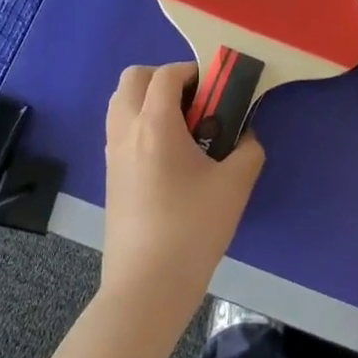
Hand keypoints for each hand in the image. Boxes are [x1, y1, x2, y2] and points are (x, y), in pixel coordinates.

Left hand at [99, 63, 264, 324]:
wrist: (147, 286)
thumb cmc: (193, 228)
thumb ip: (248, 150)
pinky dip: (140, 123)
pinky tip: (168, 155)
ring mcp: (113, 154)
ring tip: (181, 127)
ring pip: (121, 102)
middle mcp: (127, 130)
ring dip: (148, 99)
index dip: (192, 72)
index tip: (216, 90)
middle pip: (133, 78)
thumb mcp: (235, 185)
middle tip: (194, 102)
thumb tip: (247, 136)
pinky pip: (119, 129)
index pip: (166, 74)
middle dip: (164, 78)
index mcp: (155, 124)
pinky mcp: (110, 176)